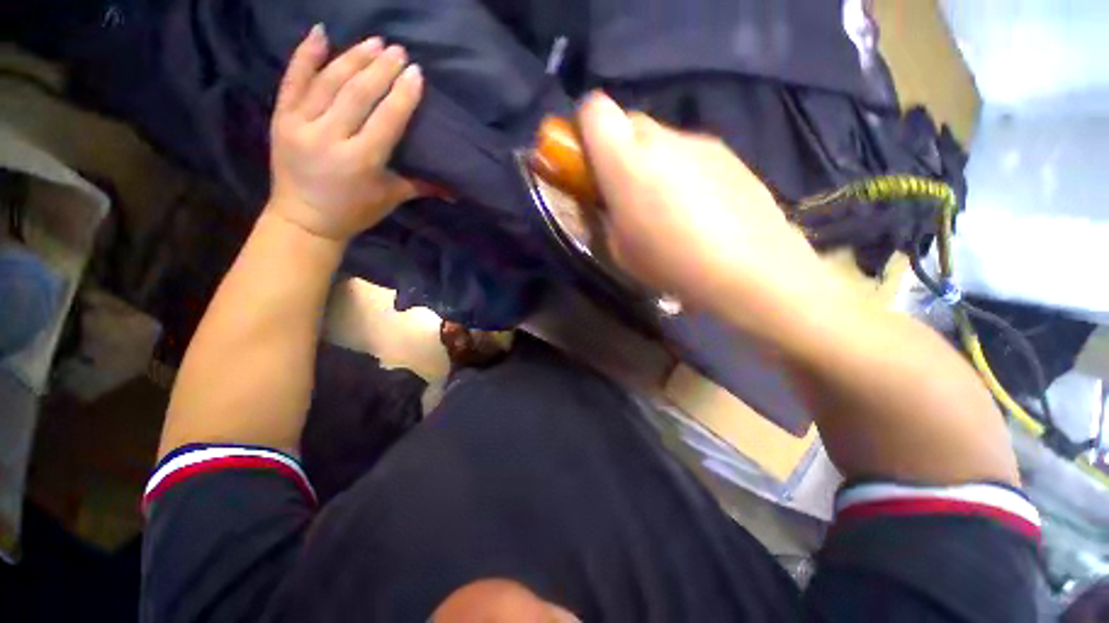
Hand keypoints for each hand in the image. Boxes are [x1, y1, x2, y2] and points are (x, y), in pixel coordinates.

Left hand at [267, 27, 423, 241]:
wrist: (304, 220)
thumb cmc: (354, 212)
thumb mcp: (391, 198)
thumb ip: (421, 186)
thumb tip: (456, 191)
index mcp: (361, 161)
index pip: (386, 119)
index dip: (403, 95)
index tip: (416, 73)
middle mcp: (330, 138)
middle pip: (358, 94)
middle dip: (381, 69)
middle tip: (398, 51)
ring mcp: (300, 125)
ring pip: (329, 82)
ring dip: (353, 58)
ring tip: (374, 42)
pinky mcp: (280, 119)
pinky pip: (292, 81)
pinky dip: (304, 55)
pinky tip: (319, 33)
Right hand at [578, 93, 841, 329]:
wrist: (750, 269)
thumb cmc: (671, 263)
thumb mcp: (619, 250)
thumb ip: (606, 216)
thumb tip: (609, 202)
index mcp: (626, 161)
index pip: (595, 109)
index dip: (585, 130)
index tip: (589, 161)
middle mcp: (663, 139)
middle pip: (629, 121)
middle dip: (620, 149)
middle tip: (627, 190)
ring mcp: (700, 143)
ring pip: (662, 139)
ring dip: (654, 163)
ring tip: (668, 207)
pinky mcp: (729, 155)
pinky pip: (692, 153)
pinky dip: (684, 171)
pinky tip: (699, 209)